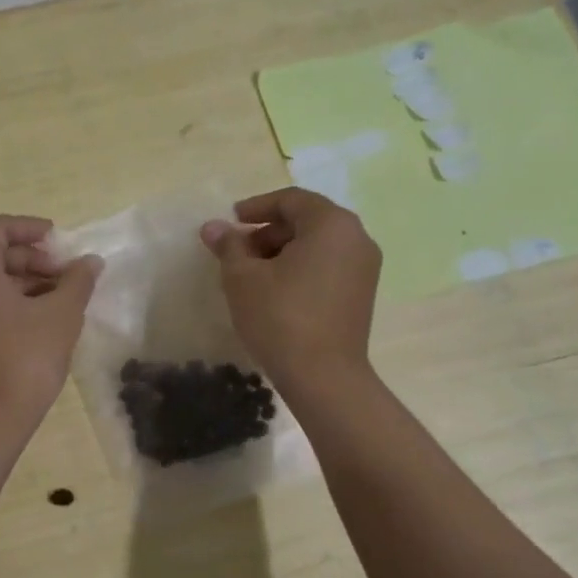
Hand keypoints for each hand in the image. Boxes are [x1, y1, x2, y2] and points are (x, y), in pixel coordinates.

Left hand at [0, 214, 100, 424]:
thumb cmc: (25, 358)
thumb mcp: (60, 315)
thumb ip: (77, 281)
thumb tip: (91, 261)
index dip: (29, 227)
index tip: (60, 243)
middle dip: (32, 257)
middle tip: (66, 275)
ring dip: (26, 280)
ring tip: (62, 297)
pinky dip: (11, 300)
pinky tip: (44, 318)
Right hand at [200, 187, 381, 387]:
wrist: (323, 377)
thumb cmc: (280, 317)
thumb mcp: (243, 278)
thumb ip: (229, 246)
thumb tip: (213, 227)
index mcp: (331, 224)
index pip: (291, 200)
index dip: (256, 207)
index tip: (230, 222)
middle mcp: (356, 238)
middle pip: (307, 220)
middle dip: (268, 231)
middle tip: (238, 252)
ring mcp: (364, 267)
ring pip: (318, 244)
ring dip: (283, 250)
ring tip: (252, 274)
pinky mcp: (362, 293)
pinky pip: (328, 265)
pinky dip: (301, 267)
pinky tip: (276, 291)